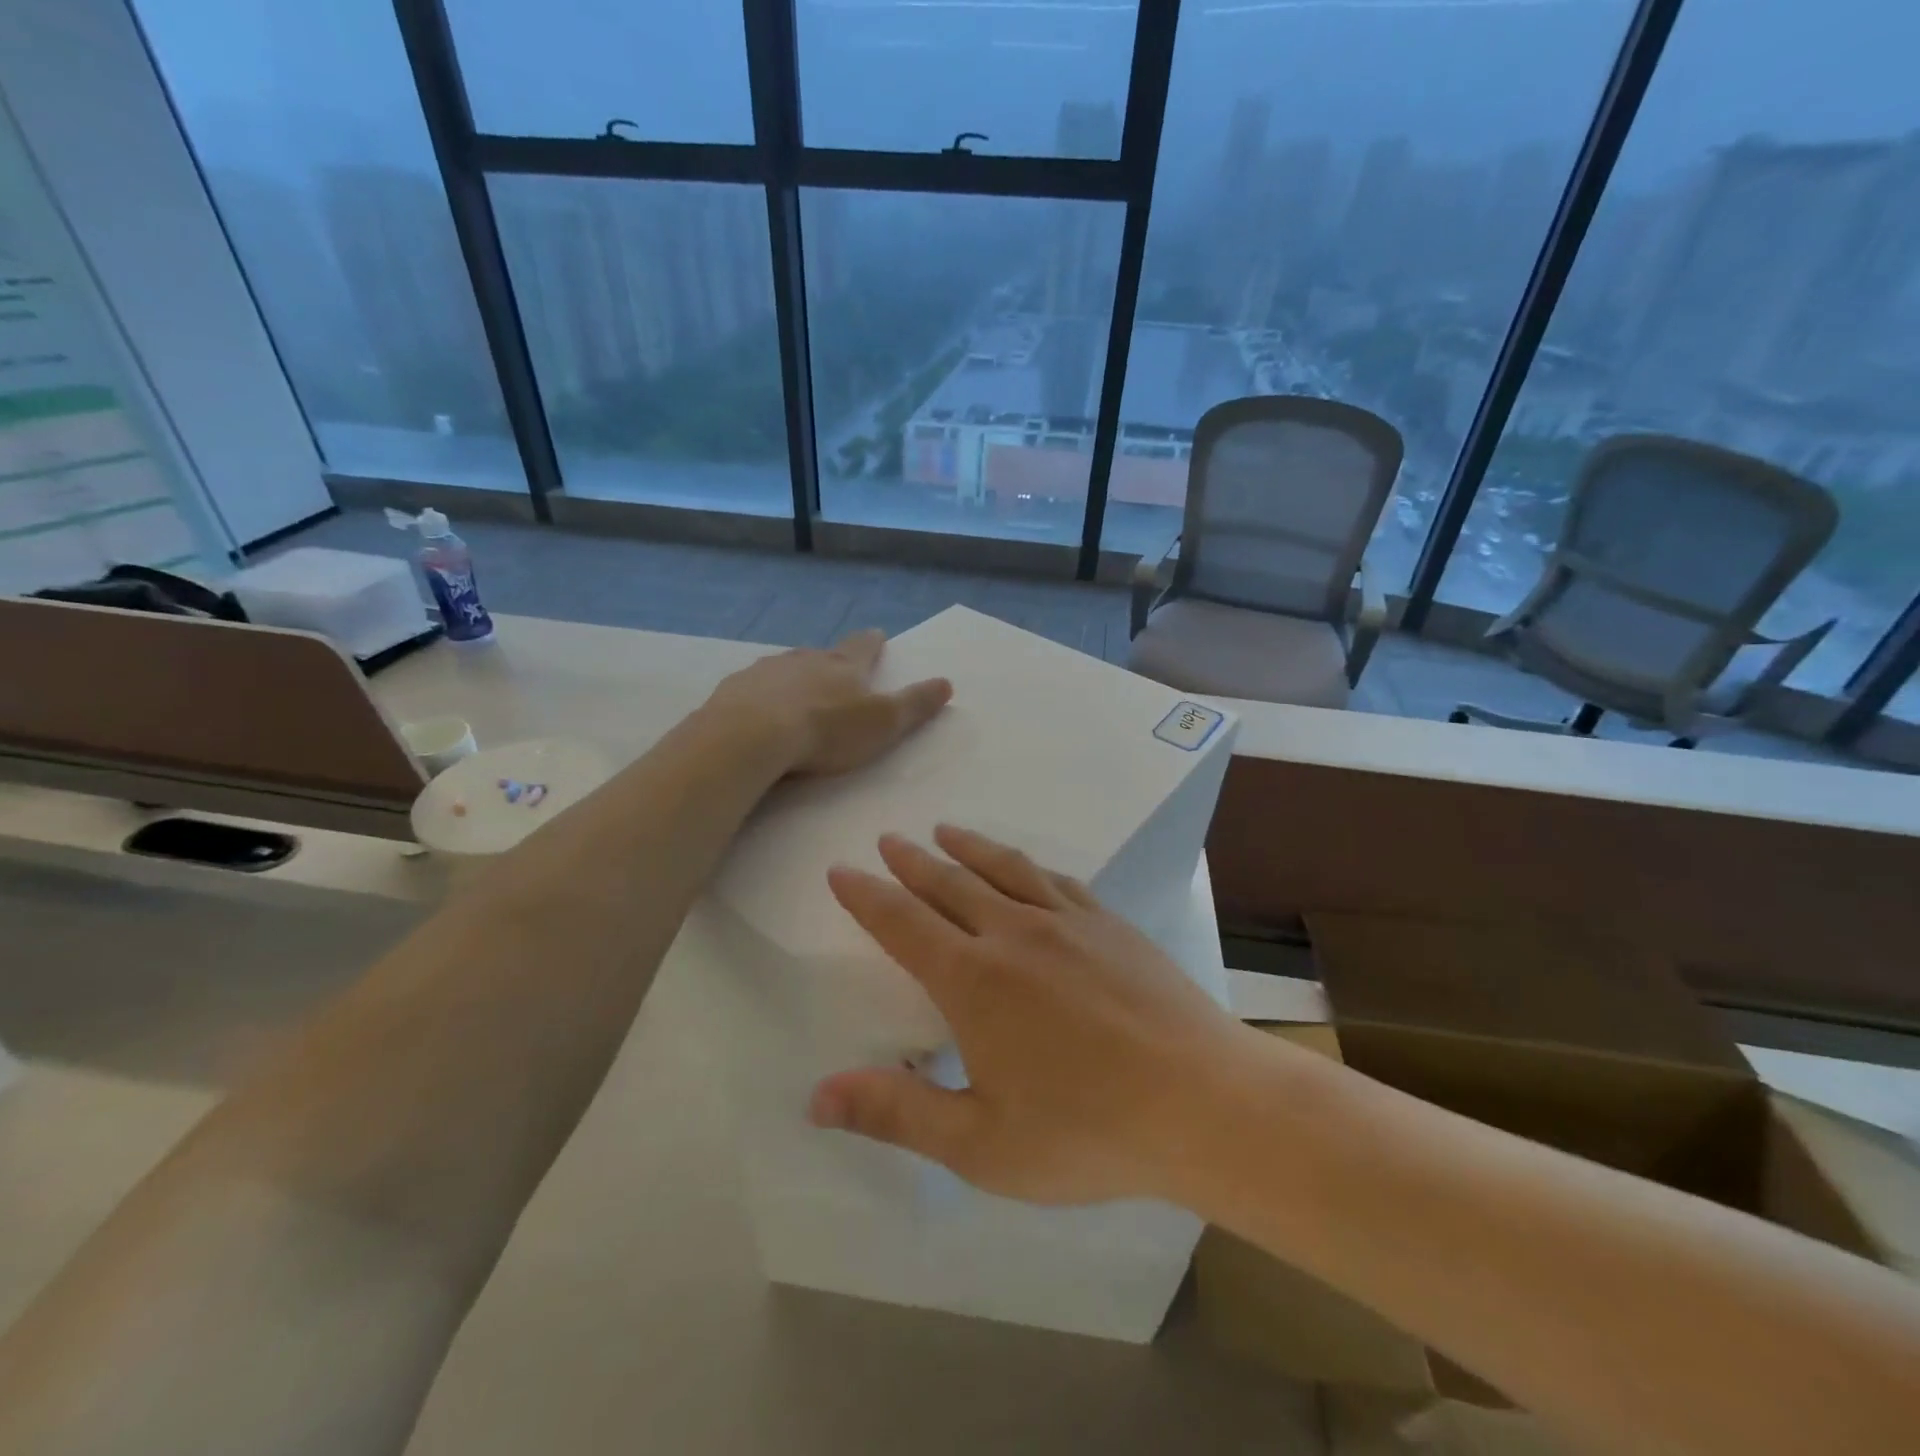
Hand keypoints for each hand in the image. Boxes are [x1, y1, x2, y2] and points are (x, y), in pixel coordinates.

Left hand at [706, 629, 951, 776]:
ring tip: (795, 692)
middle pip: (822, 655)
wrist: (752, 735)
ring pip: (784, 669)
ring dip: (793, 678)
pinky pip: (752, 689)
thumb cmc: (827, 730)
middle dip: (830, 661)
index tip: (878, 635)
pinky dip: (760, 696)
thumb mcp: (883, 722)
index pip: (864, 647)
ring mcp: (765, 672)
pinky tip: (757, 711)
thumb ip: (915, 704)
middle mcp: (804, 660)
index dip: (873, 643)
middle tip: (834, 669)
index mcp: (842, 665)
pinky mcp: (733, 690)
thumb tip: (947, 682)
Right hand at [810, 825, 1247, 1206]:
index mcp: (973, 980)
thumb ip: (897, 1114)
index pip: (902, 924)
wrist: (1203, 1102)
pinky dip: (1027, 865)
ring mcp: (1068, 922)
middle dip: (911, 862)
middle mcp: (1014, 934)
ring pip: (1003, 868)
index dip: (867, 896)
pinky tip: (1026, 867)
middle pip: (949, 884)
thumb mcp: (980, 1144)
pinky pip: (1057, 880)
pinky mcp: (1111, 924)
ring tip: (944, 832)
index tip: (842, 870)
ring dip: (967, 847)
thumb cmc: (1087, 1131)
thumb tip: (816, 1096)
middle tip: (888, 840)